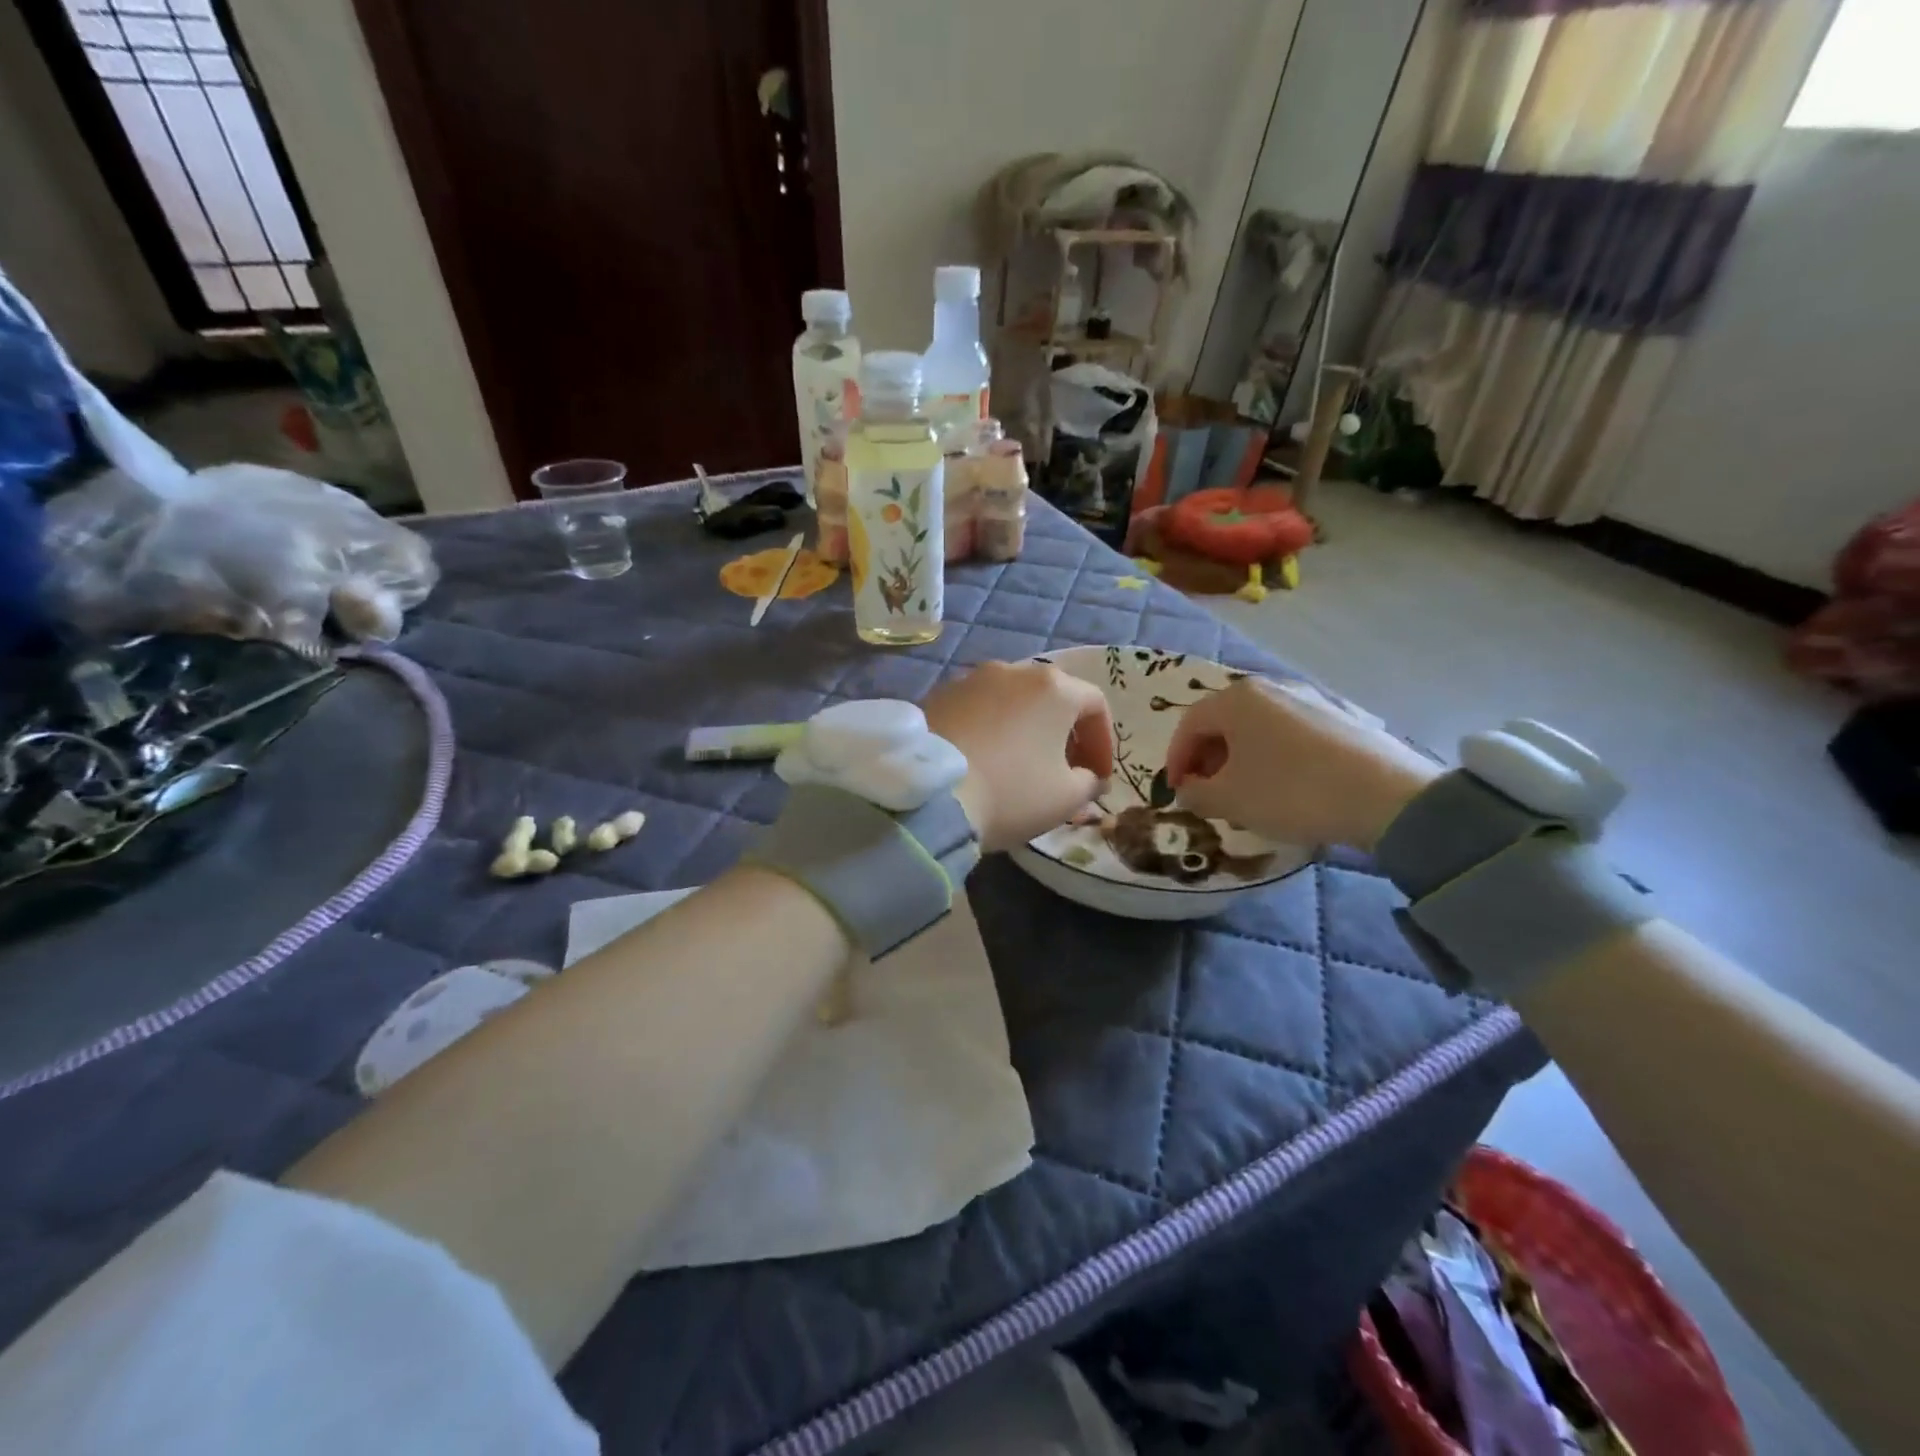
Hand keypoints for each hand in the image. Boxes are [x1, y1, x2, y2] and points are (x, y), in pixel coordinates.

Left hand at [925, 661, 1113, 852]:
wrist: (928, 795)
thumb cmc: (1010, 792)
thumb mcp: (1066, 798)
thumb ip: (1089, 782)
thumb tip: (1088, 777)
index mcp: (1054, 687)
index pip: (1095, 705)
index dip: (1103, 742)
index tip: (1098, 776)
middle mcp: (1014, 670)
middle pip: (1052, 697)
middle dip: (1065, 733)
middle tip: (1064, 769)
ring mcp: (971, 679)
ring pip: (1012, 700)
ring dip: (1025, 728)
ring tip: (1021, 763)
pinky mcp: (938, 694)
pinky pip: (977, 709)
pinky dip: (990, 728)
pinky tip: (984, 759)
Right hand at [1164, 678, 1439, 850]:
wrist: (1386, 797)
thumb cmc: (1291, 792)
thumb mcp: (1229, 800)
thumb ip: (1195, 794)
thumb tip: (1189, 789)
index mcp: (1235, 699)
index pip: (1189, 725)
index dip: (1176, 760)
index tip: (1177, 791)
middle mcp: (1270, 688)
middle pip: (1223, 722)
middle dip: (1208, 759)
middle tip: (1208, 792)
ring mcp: (1309, 699)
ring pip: (1257, 728)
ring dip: (1241, 759)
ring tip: (1246, 793)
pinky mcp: (1339, 718)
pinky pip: (1289, 735)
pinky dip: (1274, 757)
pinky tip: (1286, 787)